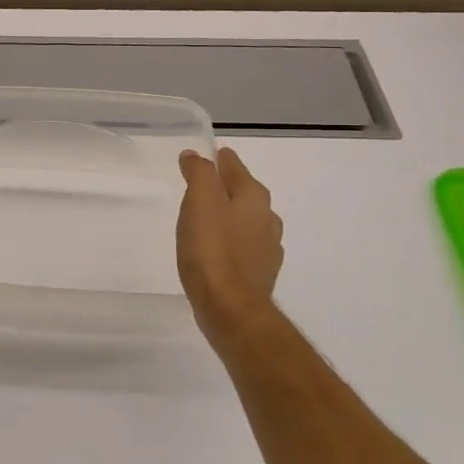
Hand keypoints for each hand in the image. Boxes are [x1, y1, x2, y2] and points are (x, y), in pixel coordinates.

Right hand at [177, 147, 284, 344]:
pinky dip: (233, 241)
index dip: (220, 160)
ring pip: (248, 221)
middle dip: (228, 187)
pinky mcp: (259, 274)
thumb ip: (200, 174)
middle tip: (205, 185)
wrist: (231, 309)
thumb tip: (196, 156)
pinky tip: (219, 250)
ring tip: (209, 218)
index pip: (236, 168)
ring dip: (232, 215)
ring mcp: (267, 249)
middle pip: (246, 194)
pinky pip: (245, 247)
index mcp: (253, 198)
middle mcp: (267, 219)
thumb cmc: (212, 250)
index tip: (209, 155)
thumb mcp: (200, 202)